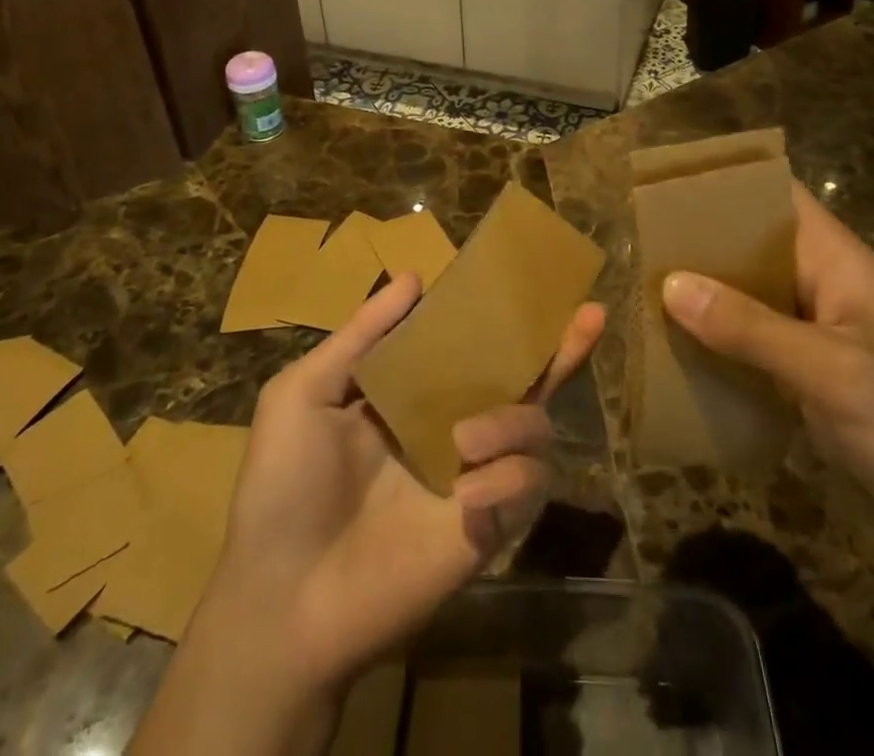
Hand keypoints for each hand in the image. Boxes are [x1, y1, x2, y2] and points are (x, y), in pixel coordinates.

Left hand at [149, 274, 604, 753]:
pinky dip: (508, 478)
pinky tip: (469, 489)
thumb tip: (413, 275)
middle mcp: (453, 428)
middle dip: (560, 349)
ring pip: (536, 430)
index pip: (470, 347)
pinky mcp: (488, 525)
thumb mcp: (305, 394)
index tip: (531, 284)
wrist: (282, 598)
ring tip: (466, 438)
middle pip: (522, 381)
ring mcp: (474, 477)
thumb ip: (362, 335)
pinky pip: (527, 487)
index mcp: (414, 396)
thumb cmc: (283, 487)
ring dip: (514, 421)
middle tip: (592, 314)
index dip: (500, 317)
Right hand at [661, 182, 873, 562]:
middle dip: (696, 243)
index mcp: (834, 259)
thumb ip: (754, 330)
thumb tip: (670, 284)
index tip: (661, 185)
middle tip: (634, 249)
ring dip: (701, 297)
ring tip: (639, 298)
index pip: (774, 194)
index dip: (722, 181)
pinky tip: (676, 356)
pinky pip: (752, 345)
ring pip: (746, 296)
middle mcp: (820, 283)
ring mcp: (815, 331)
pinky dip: (718, 344)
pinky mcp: (810, 374)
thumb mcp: (838, 375)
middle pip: (749, 244)